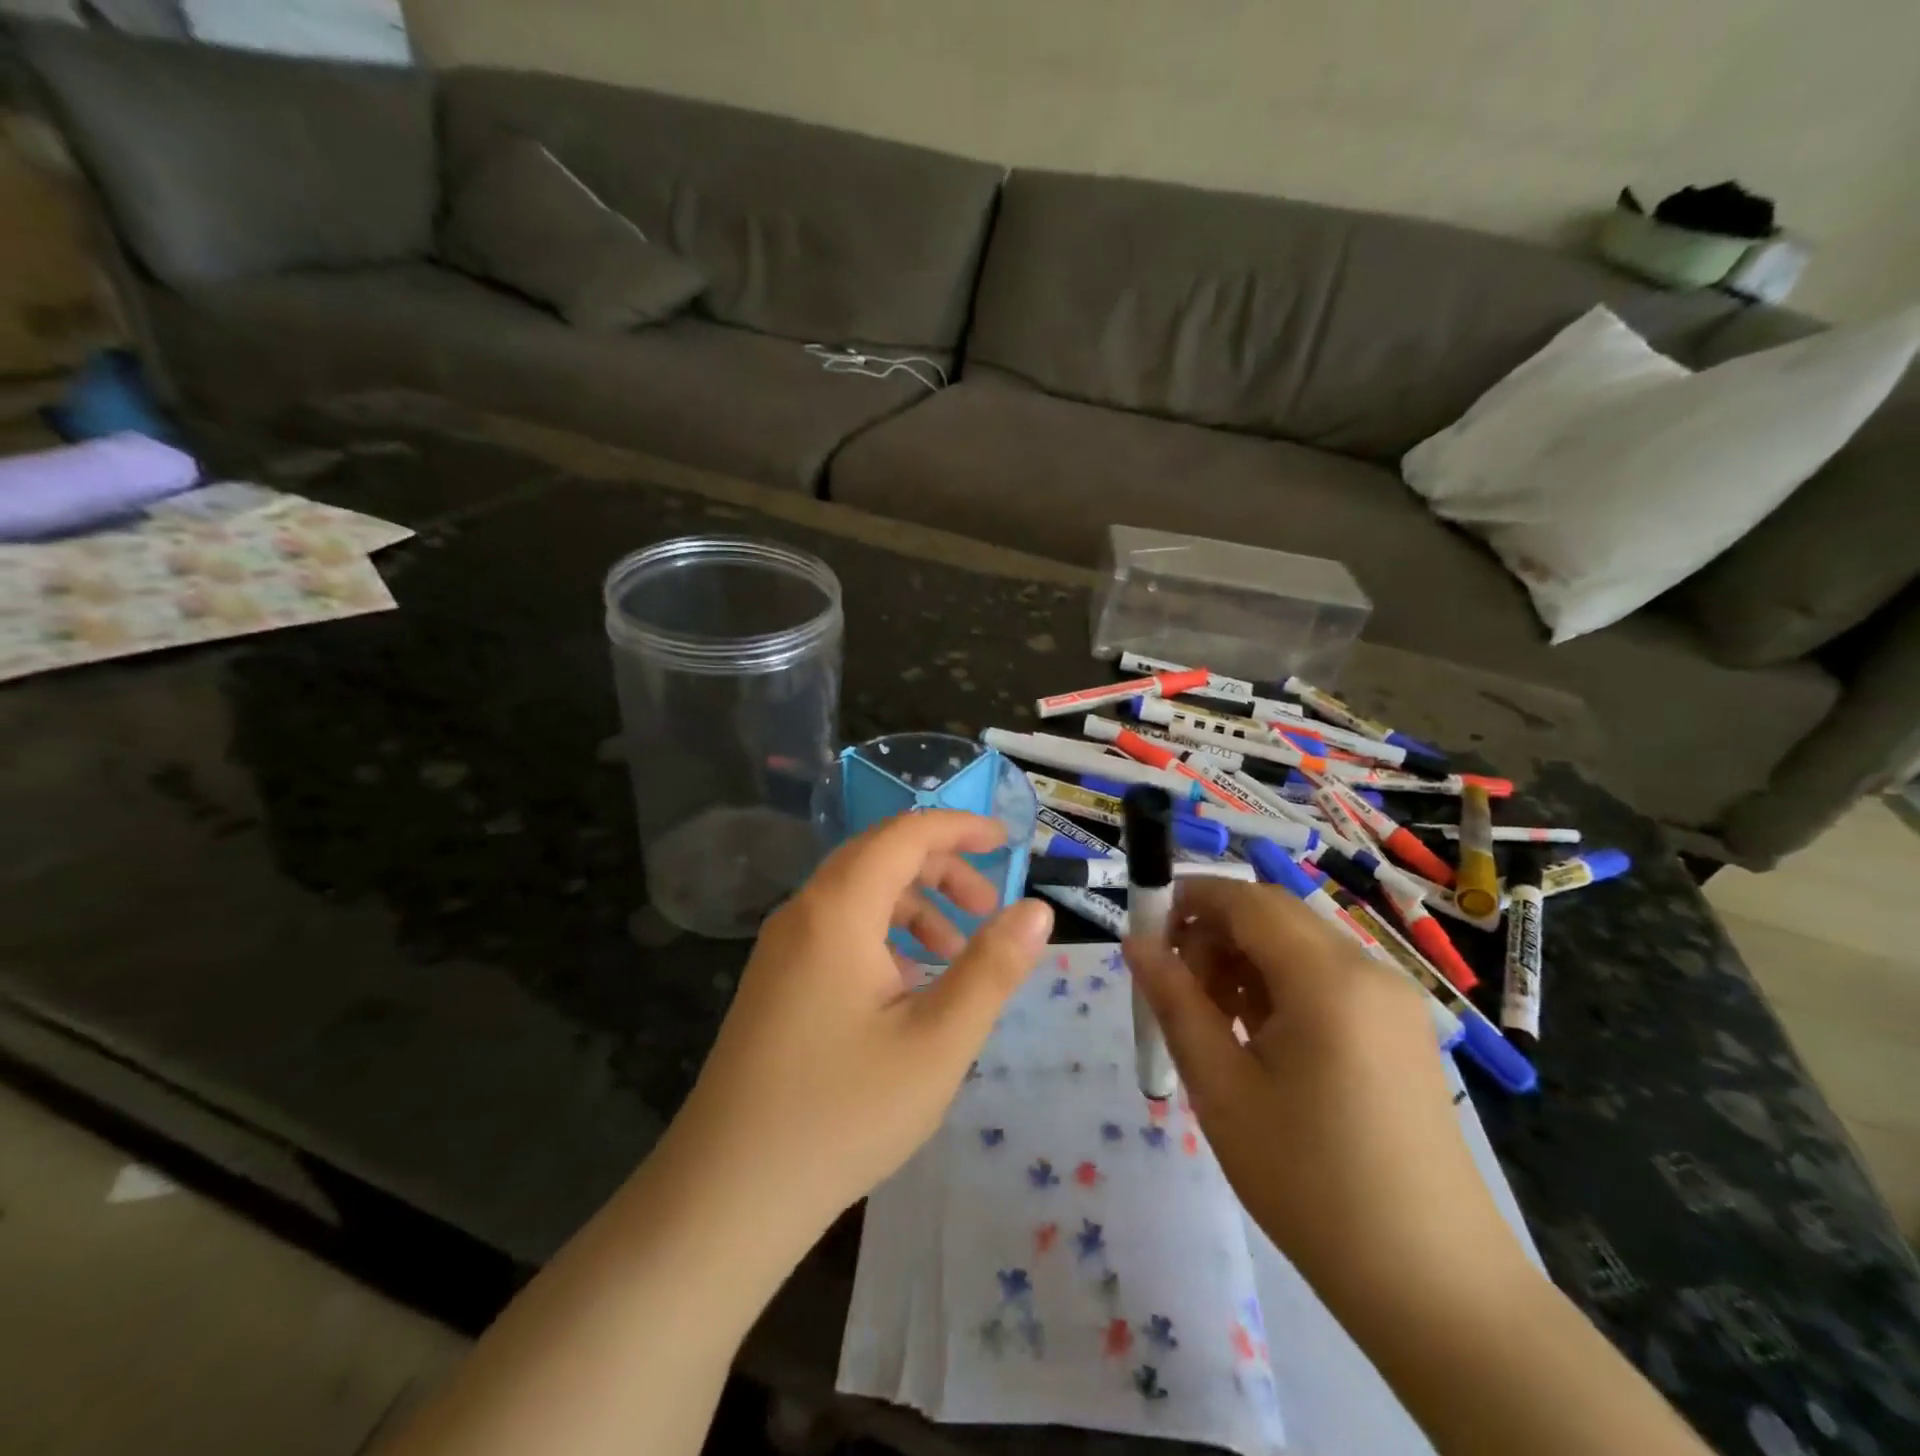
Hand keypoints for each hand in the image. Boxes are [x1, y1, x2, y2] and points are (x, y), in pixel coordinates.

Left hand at [669, 810, 1052, 1240]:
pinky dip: (883, 936)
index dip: (960, 827)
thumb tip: (1037, 909)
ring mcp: (781, 948)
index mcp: (838, 909)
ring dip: (914, 906)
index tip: (1007, 842)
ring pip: (858, 895)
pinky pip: (837, 930)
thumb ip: (992, 968)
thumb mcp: (937, 1042)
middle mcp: (803, 912)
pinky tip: (906, 989)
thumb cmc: (842, 1113)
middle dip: (942, 869)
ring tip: (954, 955)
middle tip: (988, 910)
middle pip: (880, 856)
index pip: (905, 833)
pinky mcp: (775, 981)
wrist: (727, 1194)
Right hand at [1124, 878, 1531, 1304]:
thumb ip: (1175, 1002)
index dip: (1189, 899)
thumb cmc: (1311, 1183)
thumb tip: (1134, 943)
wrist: (1434, 1287)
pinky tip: (1259, 1039)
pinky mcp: (1400, 1029)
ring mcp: (1392, 1000)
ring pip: (1298, 945)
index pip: (1246, 900)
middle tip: (1177, 989)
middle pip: (1273, 915)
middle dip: (1214, 932)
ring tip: (1213, 1022)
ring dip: (1244, 960)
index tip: (1145, 931)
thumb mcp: (1223, 1089)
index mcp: (1328, 979)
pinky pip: (1326, 978)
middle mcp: (1368, 970)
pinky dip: (1279, 985)